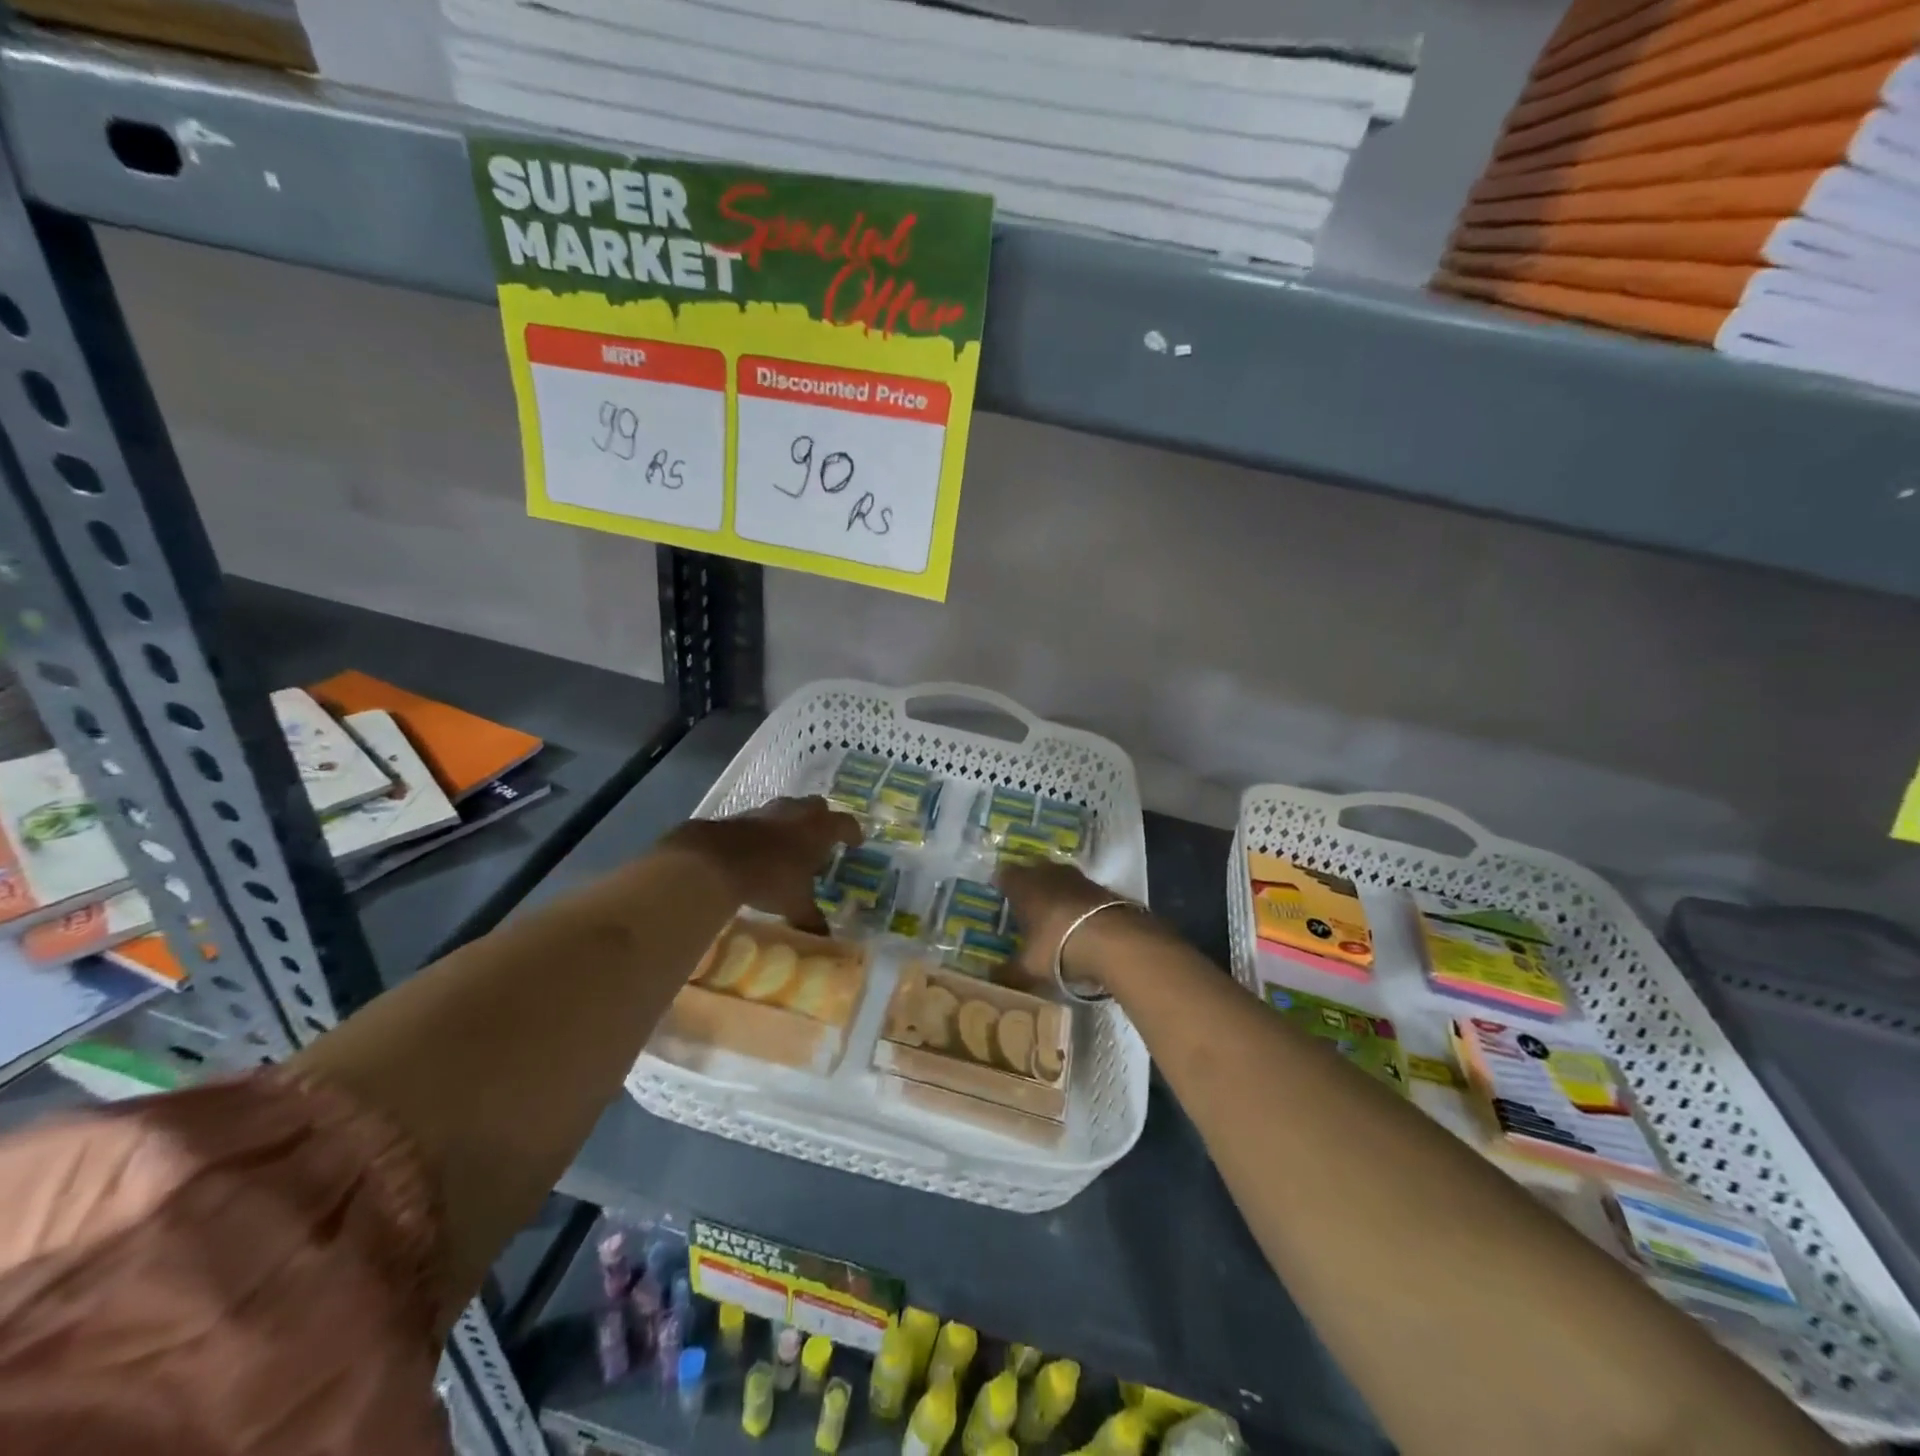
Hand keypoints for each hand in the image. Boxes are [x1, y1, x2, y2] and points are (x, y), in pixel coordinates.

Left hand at [663, 797, 861, 932]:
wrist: (715, 860)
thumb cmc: (771, 878)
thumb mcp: (796, 904)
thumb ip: (812, 918)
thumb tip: (826, 938)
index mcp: (820, 828)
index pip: (846, 824)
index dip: (853, 833)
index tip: (857, 843)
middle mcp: (798, 812)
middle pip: (819, 807)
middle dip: (823, 821)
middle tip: (823, 841)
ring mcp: (768, 810)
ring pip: (790, 810)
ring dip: (794, 824)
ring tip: (792, 846)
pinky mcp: (742, 815)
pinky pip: (764, 819)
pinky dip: (769, 831)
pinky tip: (764, 850)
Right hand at [996, 860, 1153, 991]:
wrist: (1116, 941)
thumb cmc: (1058, 947)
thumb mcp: (1029, 967)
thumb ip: (1009, 972)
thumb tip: (990, 979)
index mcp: (1023, 885)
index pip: (1004, 875)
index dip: (1001, 885)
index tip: (999, 897)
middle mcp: (1048, 873)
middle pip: (1033, 871)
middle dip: (1029, 885)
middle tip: (1025, 905)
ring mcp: (1078, 877)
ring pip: (1060, 878)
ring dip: (1056, 892)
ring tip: (1053, 914)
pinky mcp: (1103, 888)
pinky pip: (1082, 891)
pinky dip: (1078, 902)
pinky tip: (1080, 922)